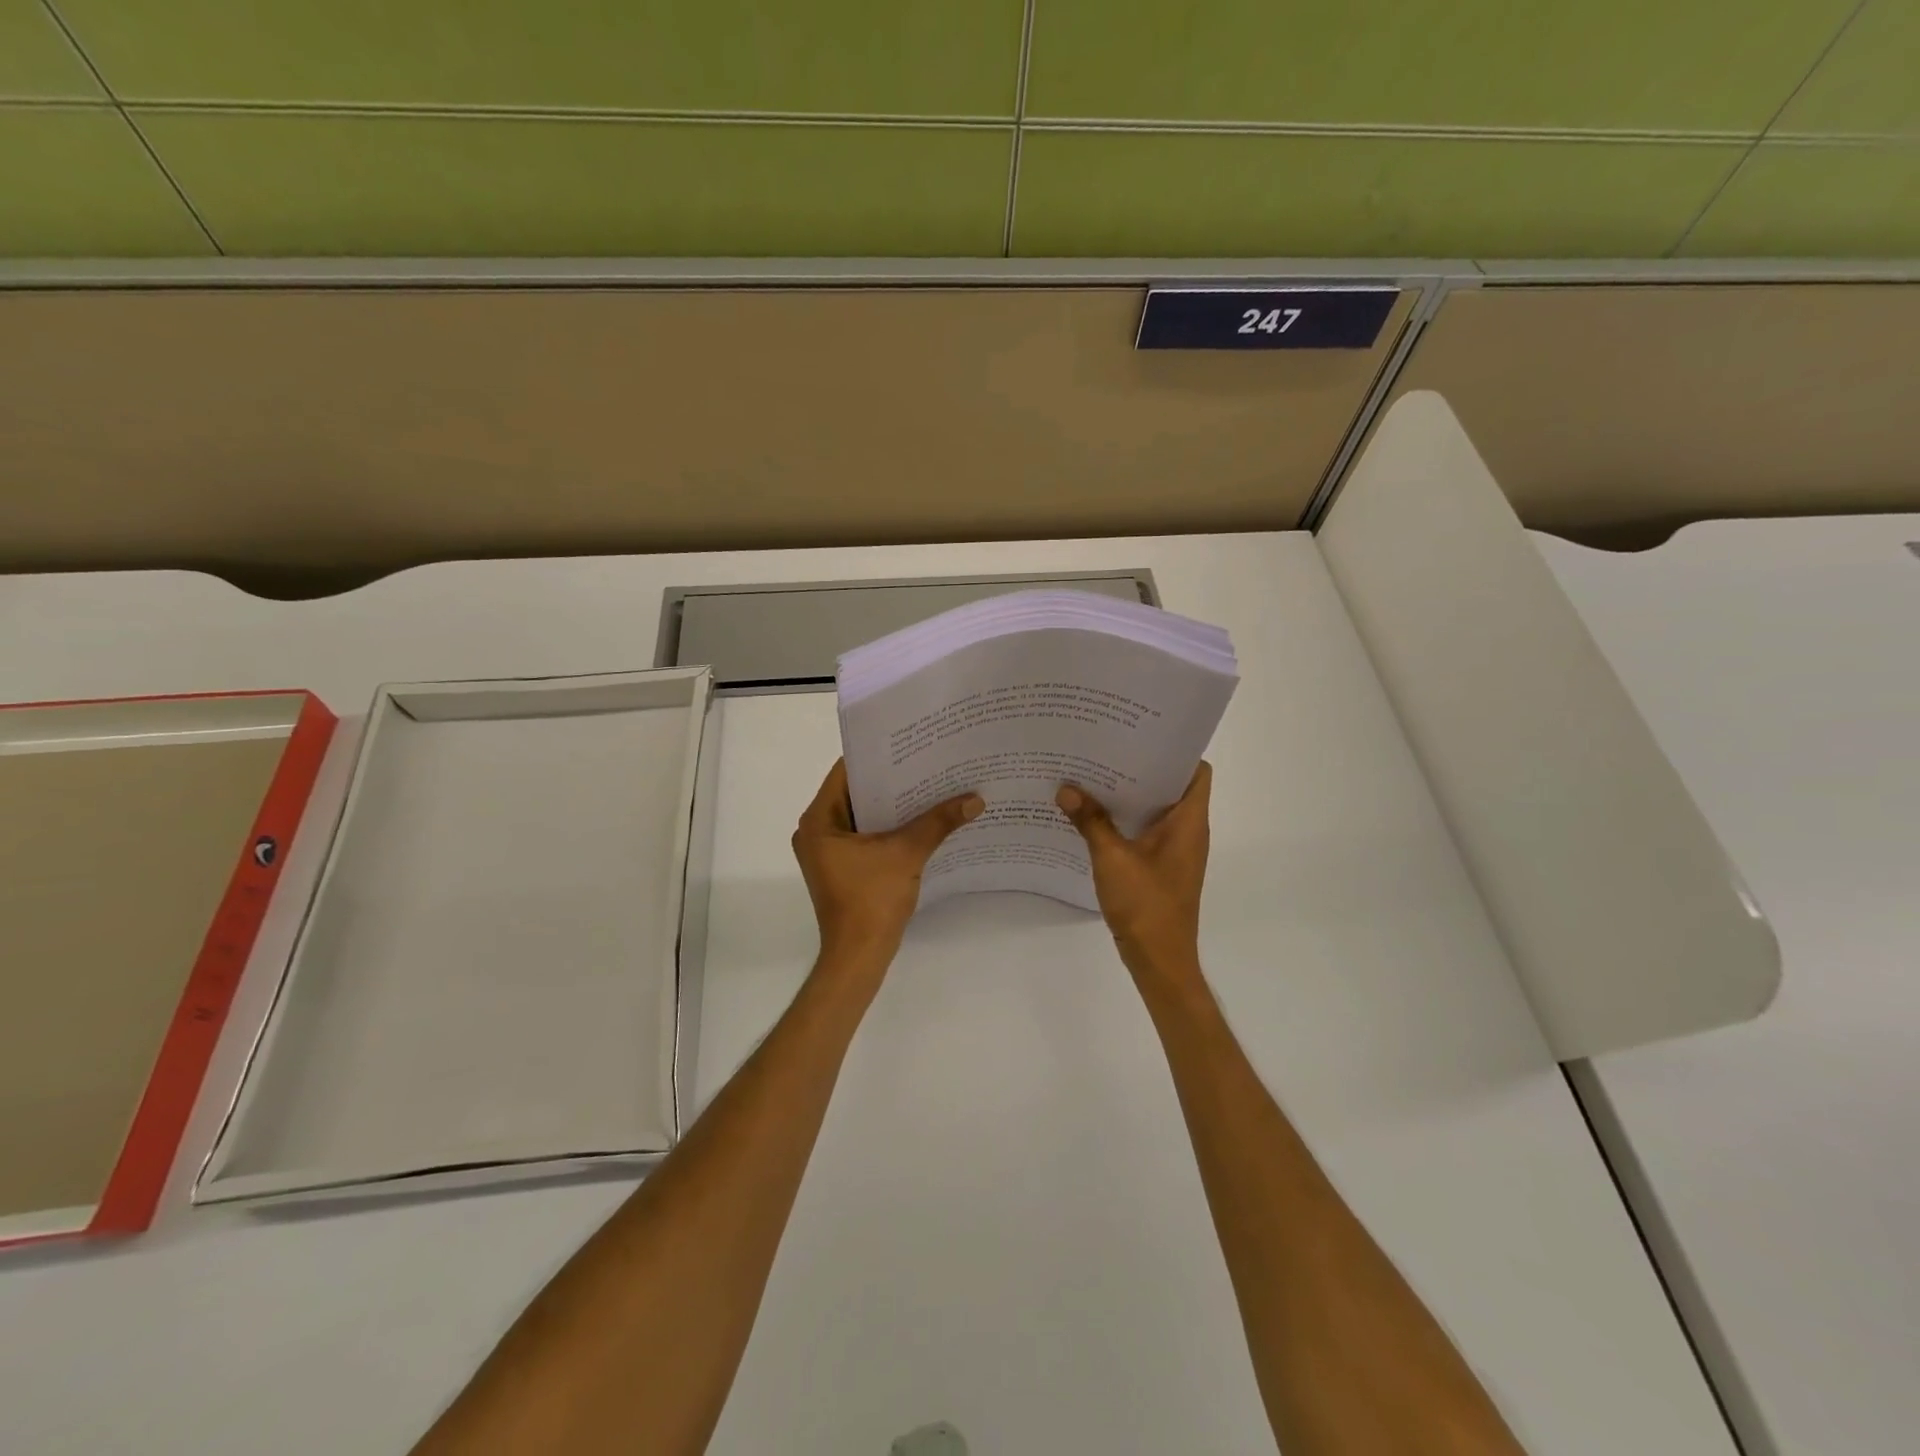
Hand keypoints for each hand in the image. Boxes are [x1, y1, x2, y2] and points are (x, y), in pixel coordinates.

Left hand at [792, 760, 982, 980]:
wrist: (859, 956)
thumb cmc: (872, 900)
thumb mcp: (907, 854)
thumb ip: (938, 822)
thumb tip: (975, 798)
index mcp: (818, 820)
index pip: (846, 772)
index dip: (878, 756)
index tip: (909, 743)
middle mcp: (816, 831)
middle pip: (856, 793)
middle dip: (891, 780)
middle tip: (927, 761)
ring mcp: (828, 852)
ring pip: (863, 816)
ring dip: (893, 805)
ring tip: (930, 785)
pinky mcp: (842, 868)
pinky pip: (866, 836)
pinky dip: (890, 828)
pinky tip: (922, 820)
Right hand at [1056, 762, 1211, 986]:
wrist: (1159, 959)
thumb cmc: (1146, 905)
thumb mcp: (1112, 858)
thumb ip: (1090, 821)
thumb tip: (1066, 788)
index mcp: (1189, 821)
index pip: (1196, 771)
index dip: (1175, 751)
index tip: (1141, 736)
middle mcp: (1189, 831)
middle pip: (1172, 786)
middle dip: (1141, 768)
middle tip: (1106, 750)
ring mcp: (1176, 851)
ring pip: (1157, 810)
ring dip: (1131, 795)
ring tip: (1095, 775)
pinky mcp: (1162, 867)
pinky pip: (1147, 831)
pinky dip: (1126, 820)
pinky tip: (1094, 816)